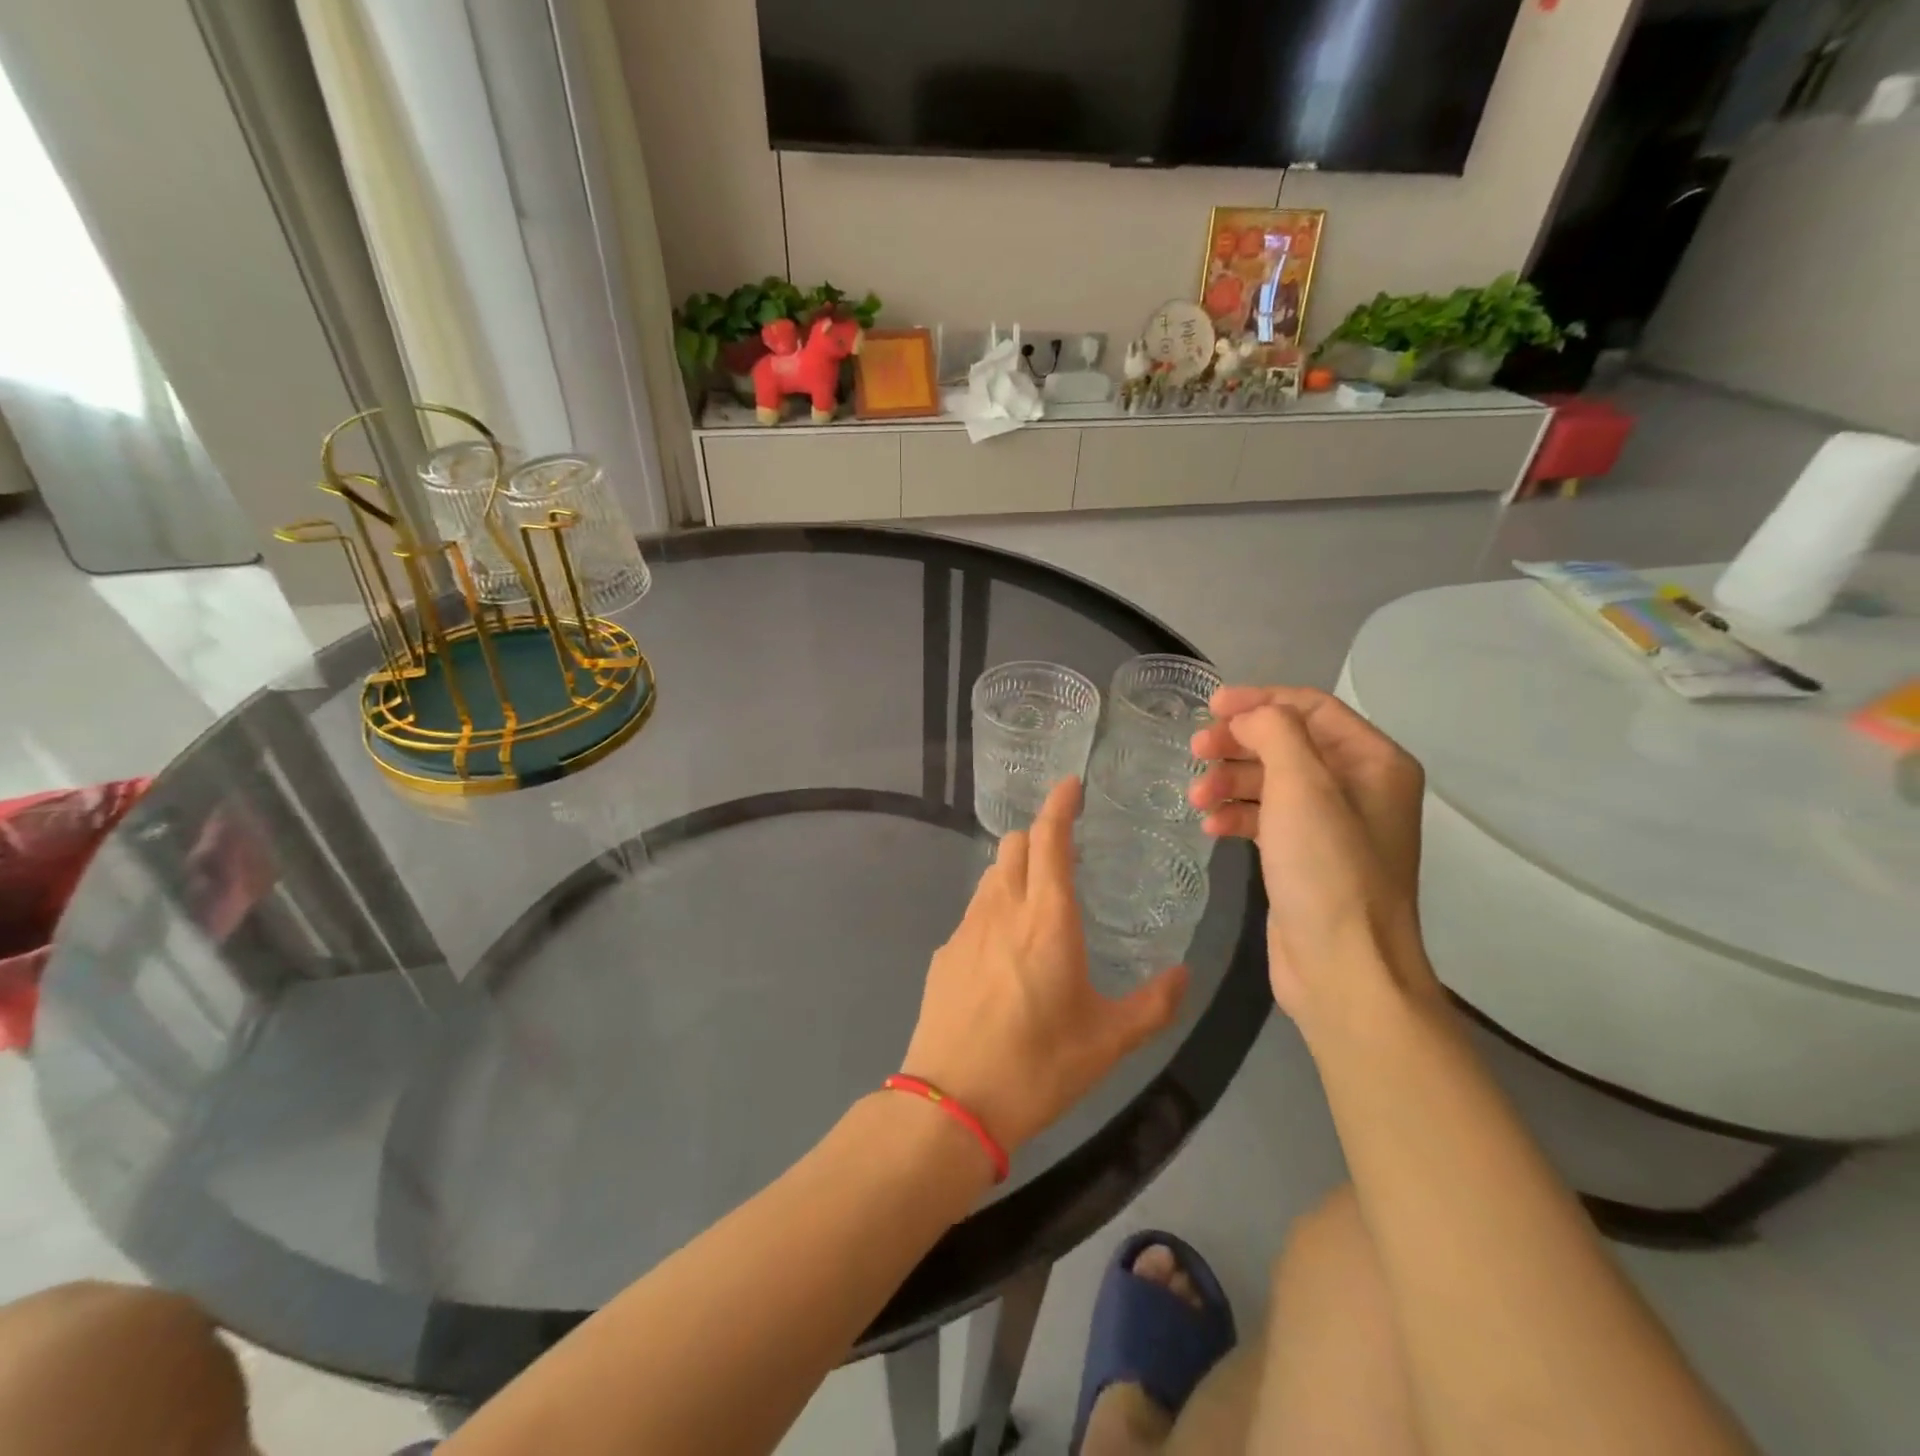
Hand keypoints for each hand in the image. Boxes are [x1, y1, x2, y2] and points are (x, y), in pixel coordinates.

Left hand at [900, 778, 1187, 1152]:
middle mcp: (1002, 910)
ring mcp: (966, 930)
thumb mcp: (1109, 1042)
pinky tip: (1006, 952)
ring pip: (991, 876)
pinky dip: (994, 910)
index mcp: (1046, 919)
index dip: (1059, 805)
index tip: (1070, 785)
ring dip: (1015, 872)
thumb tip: (1182, 974)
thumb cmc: (1038, 1066)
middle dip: (1038, 837)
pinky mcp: (943, 954)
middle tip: (1064, 856)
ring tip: (1038, 902)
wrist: (952, 1102)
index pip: (1049, 839)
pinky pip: (973, 913)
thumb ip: (1153, 1004)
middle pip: (1014, 846)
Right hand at [1188, 686, 1432, 1021]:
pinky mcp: (1305, 857)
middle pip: (1287, 743)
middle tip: (1195, 750)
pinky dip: (1237, 815)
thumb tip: (1248, 716)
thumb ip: (1275, 732)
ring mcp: (1332, 825)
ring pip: (1272, 781)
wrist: (1342, 967)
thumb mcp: (1303, 786)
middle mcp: (1358, 787)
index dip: (1259, 701)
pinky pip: (1266, 818)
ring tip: (1198, 797)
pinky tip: (1211, 826)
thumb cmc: (1327, 869)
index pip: (1311, 708)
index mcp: (1373, 762)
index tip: (1210, 707)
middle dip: (1238, 743)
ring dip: (1231, 781)